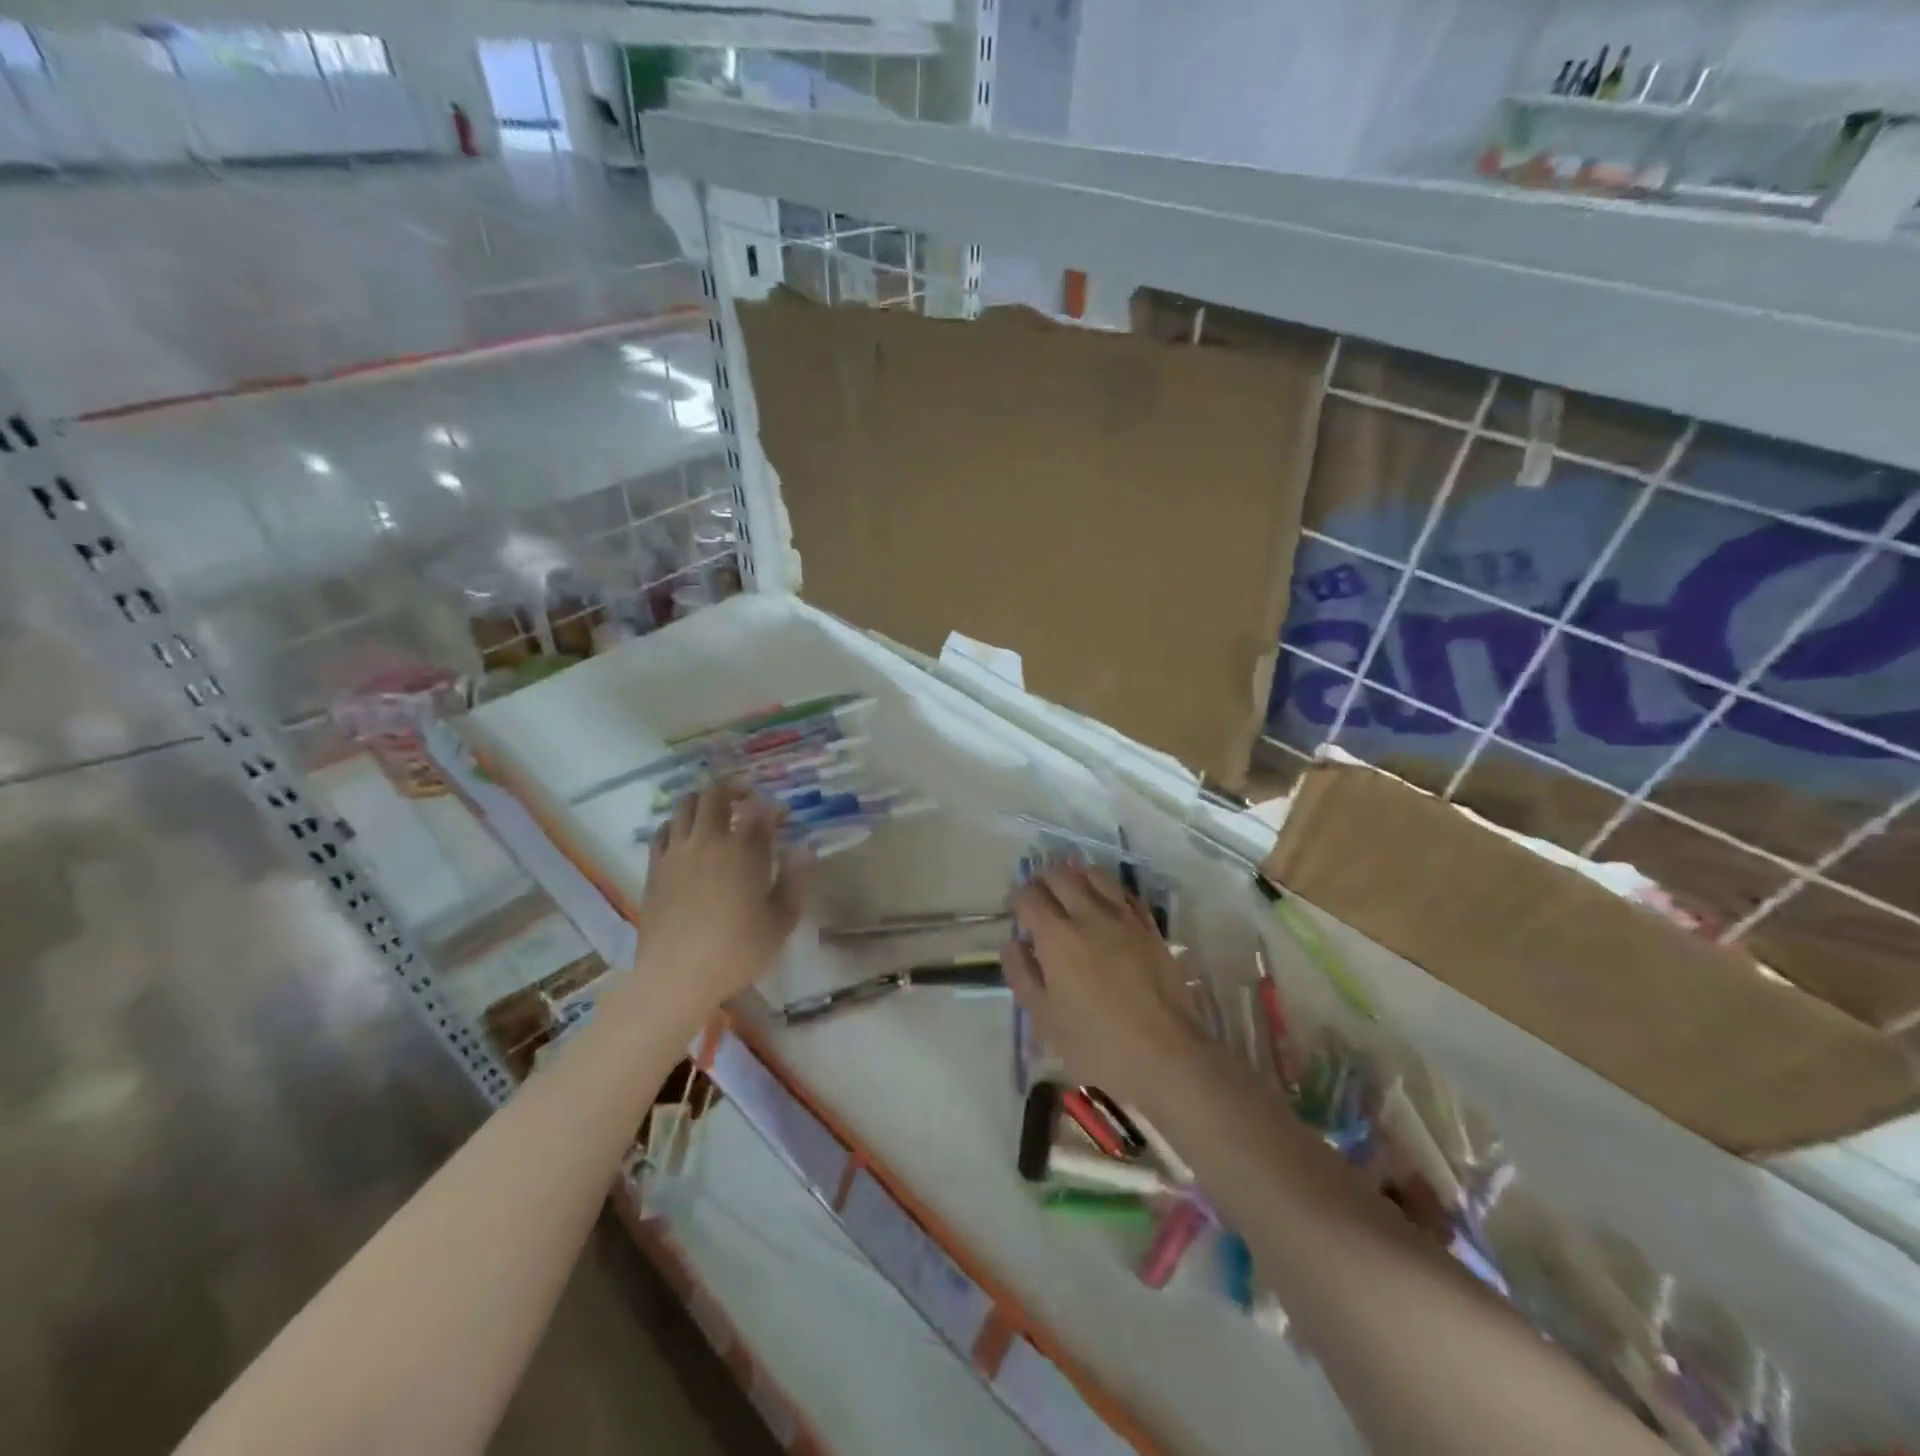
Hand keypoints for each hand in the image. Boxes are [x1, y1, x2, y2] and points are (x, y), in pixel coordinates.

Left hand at [633, 785, 806, 1022]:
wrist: (677, 976)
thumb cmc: (737, 951)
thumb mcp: (781, 921)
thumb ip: (793, 881)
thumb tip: (802, 850)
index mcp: (743, 851)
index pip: (759, 813)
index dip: (771, 810)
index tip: (779, 817)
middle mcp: (708, 841)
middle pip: (715, 796)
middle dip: (733, 791)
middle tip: (745, 801)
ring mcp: (676, 852)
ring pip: (684, 806)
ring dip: (702, 801)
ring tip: (714, 814)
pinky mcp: (655, 868)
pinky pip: (663, 830)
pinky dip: (677, 823)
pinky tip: (685, 837)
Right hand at [1002, 865, 1209, 1114]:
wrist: (1167, 1055)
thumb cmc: (1097, 1044)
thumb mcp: (1046, 1019)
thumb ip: (1024, 976)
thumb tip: (1013, 944)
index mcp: (1057, 936)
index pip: (1030, 897)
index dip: (1017, 897)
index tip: (1014, 908)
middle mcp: (1089, 916)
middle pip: (1061, 876)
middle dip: (1043, 879)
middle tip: (1038, 895)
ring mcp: (1124, 918)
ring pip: (1096, 876)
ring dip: (1077, 876)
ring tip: (1071, 890)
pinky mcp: (1151, 928)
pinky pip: (1126, 894)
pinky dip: (1109, 891)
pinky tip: (1107, 903)